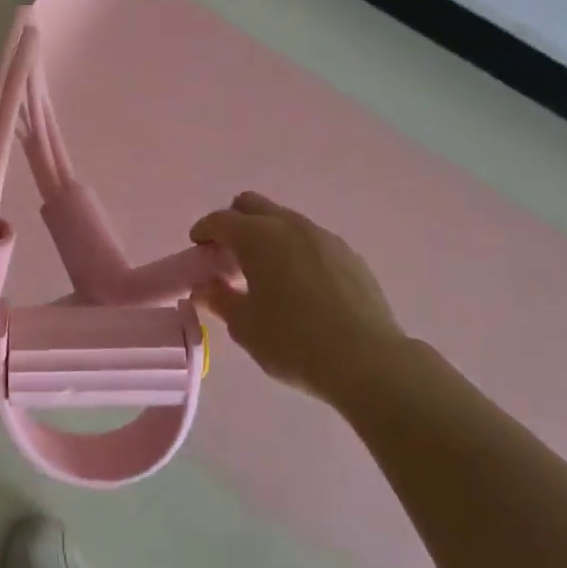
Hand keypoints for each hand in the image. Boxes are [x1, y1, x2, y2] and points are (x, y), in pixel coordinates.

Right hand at [190, 192, 406, 402]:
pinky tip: (299, 285)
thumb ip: (220, 300)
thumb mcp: (245, 326)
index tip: (197, 249)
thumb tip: (204, 288)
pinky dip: (295, 251)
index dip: (204, 231)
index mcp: (258, 237)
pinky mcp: (350, 256)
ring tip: (265, 273)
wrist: (369, 362)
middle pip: (253, 205)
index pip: (220, 220)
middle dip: (234, 222)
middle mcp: (290, 226)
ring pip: (285, 221)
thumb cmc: (294, 342)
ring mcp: (324, 238)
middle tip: (228, 255)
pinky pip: (312, 241)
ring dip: (267, 236)